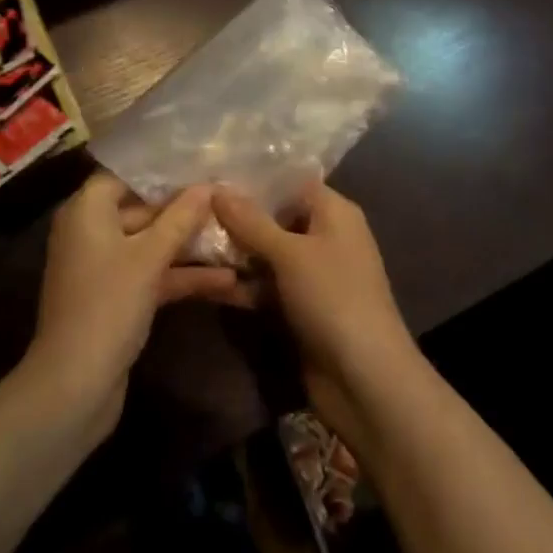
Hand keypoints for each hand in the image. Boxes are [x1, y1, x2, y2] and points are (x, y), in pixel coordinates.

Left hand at [23, 173, 240, 438]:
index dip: (162, 171)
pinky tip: (227, 280)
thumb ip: (180, 218)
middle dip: (185, 209)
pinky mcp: (118, 298)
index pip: (125, 175)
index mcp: (87, 211)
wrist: (73, 388)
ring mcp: (105, 268)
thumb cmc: (107, 305)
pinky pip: (152, 274)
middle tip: (228, 198)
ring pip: (152, 245)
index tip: (201, 164)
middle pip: (142, 209)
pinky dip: (182, 276)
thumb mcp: (149, 258)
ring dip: (190, 246)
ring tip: (237, 235)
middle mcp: (92, 233)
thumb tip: (208, 185)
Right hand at [212, 180, 421, 443]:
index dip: (255, 178)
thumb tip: (216, 187)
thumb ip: (251, 221)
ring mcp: (312, 274)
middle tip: (191, 208)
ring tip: (187, 242)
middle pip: (275, 218)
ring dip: (235, 253)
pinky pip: (267, 286)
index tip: (213, 173)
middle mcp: (325, 236)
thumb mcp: (289, 253)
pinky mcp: (300, 307)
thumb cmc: (333, 297)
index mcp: (334, 212)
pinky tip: (204, 281)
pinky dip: (243, 284)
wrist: (365, 379)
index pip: (291, 181)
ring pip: (267, 254)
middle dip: (237, 217)